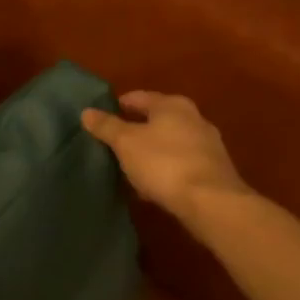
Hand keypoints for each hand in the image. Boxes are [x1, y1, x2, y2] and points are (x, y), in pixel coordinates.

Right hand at [81, 90, 250, 225]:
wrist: (211, 202)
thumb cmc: (163, 163)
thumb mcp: (125, 143)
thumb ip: (106, 126)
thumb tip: (87, 112)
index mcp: (172, 105)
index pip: (137, 97)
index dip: (117, 106)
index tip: (99, 119)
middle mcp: (193, 118)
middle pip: (155, 119)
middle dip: (134, 129)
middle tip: (111, 143)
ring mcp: (206, 144)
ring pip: (168, 142)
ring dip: (149, 150)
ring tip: (127, 165)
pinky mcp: (212, 169)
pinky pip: (179, 162)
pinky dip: (163, 167)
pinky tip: (150, 183)